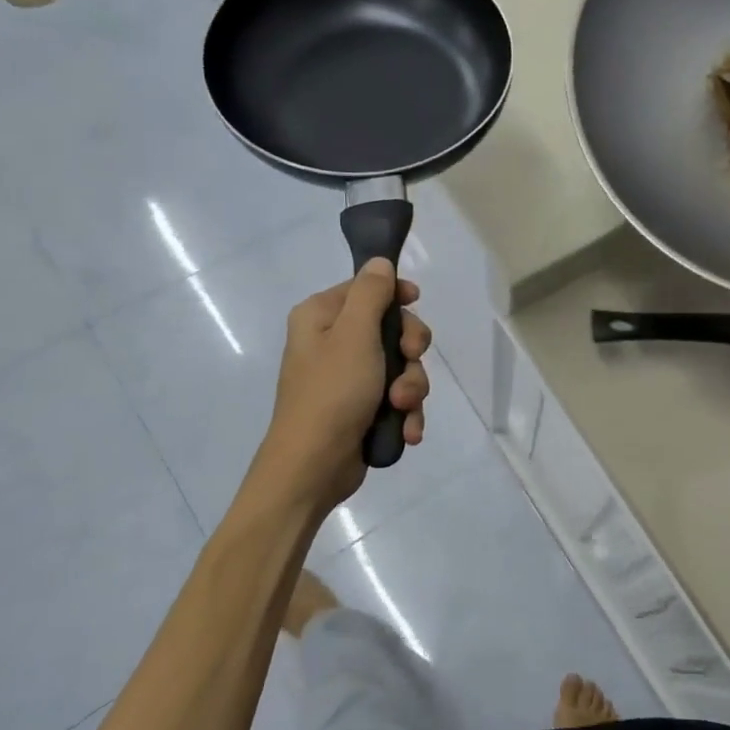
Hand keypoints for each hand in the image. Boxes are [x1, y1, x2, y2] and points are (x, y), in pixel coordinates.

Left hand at [261, 259, 430, 510]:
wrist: (313, 466)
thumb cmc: (332, 392)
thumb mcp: (355, 333)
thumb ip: (371, 293)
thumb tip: (379, 262)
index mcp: (321, 317)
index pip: (366, 289)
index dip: (396, 295)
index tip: (416, 302)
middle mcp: (332, 343)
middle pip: (391, 329)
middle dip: (409, 353)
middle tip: (409, 364)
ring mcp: (348, 379)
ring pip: (401, 368)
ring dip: (411, 388)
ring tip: (402, 408)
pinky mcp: (362, 409)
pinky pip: (397, 399)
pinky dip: (405, 413)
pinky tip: (406, 431)